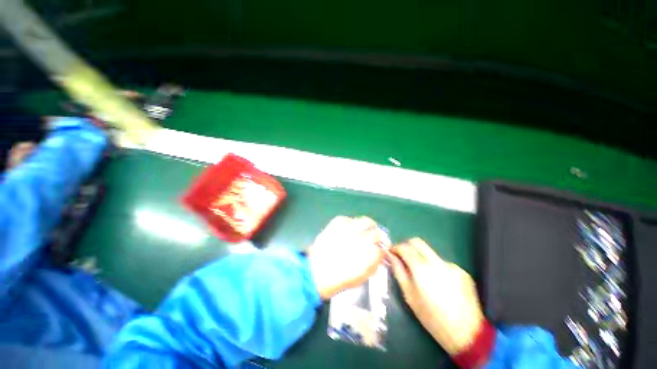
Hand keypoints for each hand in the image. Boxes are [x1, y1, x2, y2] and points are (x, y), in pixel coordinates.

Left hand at [307, 216, 388, 299]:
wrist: (316, 271)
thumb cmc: (339, 279)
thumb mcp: (361, 277)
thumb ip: (373, 264)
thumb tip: (379, 254)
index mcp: (370, 255)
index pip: (383, 248)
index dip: (382, 249)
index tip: (379, 250)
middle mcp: (363, 239)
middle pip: (377, 233)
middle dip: (377, 236)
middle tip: (373, 239)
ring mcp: (350, 228)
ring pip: (366, 221)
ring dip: (368, 226)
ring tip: (364, 229)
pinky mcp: (339, 222)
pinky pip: (350, 219)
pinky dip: (351, 223)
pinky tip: (347, 230)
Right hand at [389, 238, 484, 356]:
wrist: (467, 333)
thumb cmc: (432, 318)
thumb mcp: (409, 296)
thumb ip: (399, 271)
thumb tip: (391, 256)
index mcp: (422, 269)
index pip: (405, 247)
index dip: (395, 247)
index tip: (392, 252)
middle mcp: (437, 262)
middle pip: (417, 242)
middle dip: (407, 246)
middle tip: (402, 256)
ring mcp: (451, 265)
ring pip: (430, 253)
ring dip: (422, 258)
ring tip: (423, 276)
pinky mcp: (461, 271)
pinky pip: (442, 263)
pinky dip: (436, 268)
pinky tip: (439, 284)